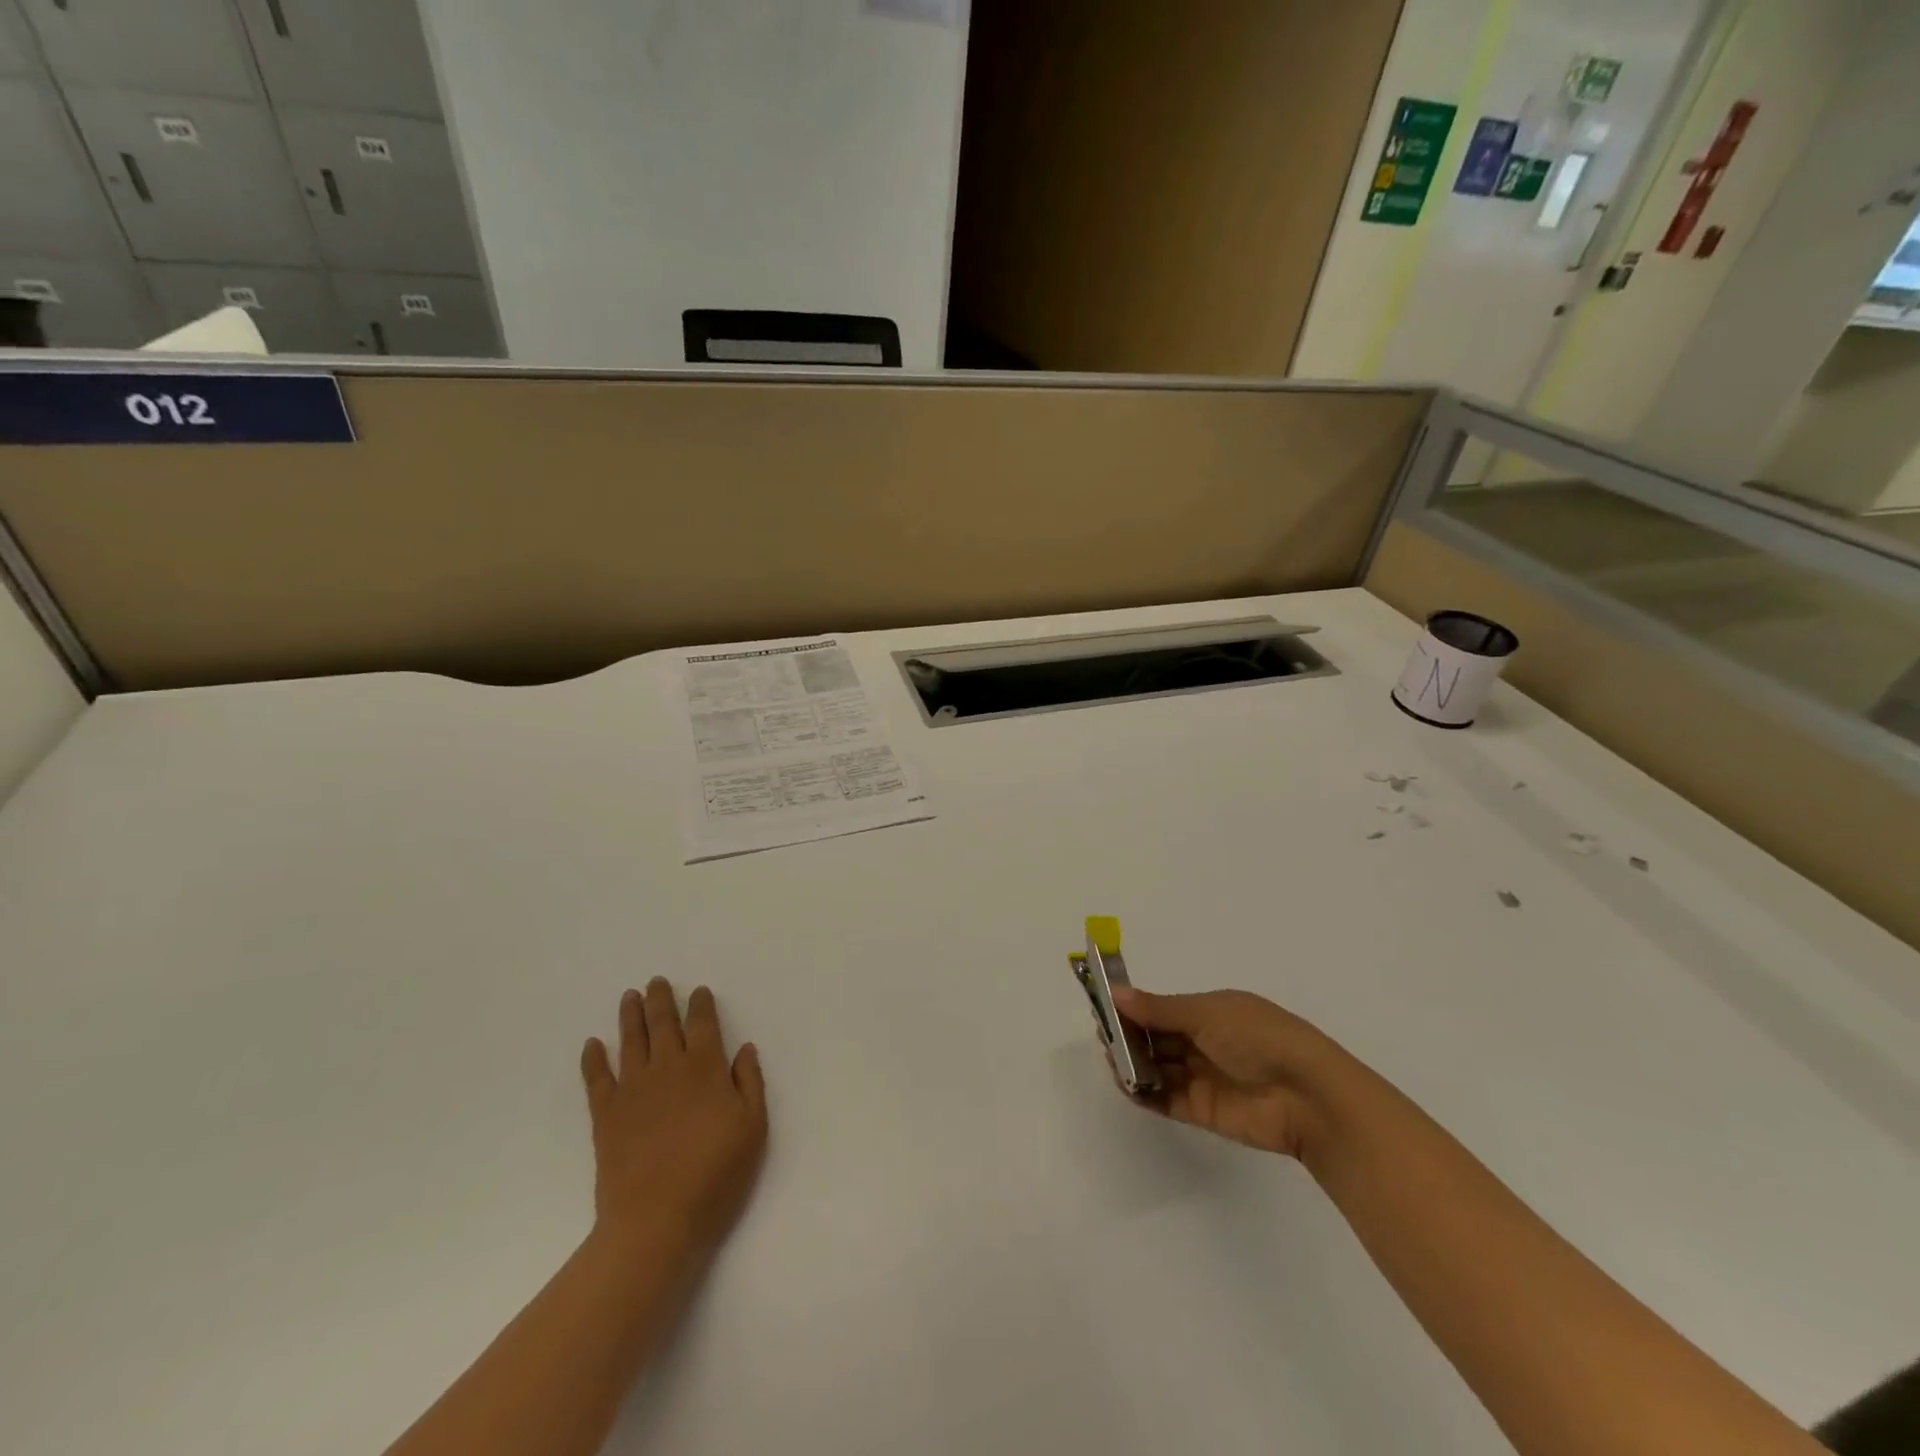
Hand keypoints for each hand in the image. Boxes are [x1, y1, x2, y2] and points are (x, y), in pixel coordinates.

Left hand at [580, 979, 767, 1261]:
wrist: (655, 1220)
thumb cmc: (715, 1174)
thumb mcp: (752, 1128)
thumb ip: (749, 1082)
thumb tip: (744, 1048)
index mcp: (705, 1068)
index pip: (703, 1024)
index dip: (700, 1005)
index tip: (698, 991)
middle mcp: (667, 1068)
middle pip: (663, 1024)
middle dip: (661, 1000)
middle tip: (656, 981)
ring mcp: (633, 1090)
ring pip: (630, 1041)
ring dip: (630, 1016)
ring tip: (629, 997)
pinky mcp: (606, 1115)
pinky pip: (597, 1078)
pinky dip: (594, 1059)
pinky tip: (593, 1044)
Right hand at [1112, 986, 1342, 1160]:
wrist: (1307, 1096)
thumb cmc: (1258, 1037)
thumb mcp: (1206, 1012)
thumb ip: (1158, 1009)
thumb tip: (1116, 993)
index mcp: (1213, 1012)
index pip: (1165, 1009)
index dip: (1136, 1008)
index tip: (1105, 1006)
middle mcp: (1207, 1042)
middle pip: (1159, 1038)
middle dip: (1130, 1035)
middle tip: (1101, 1035)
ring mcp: (1204, 1078)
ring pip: (1159, 1068)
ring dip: (1134, 1063)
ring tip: (1109, 1059)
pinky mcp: (1202, 1111)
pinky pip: (1166, 1099)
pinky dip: (1144, 1092)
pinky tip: (1124, 1083)